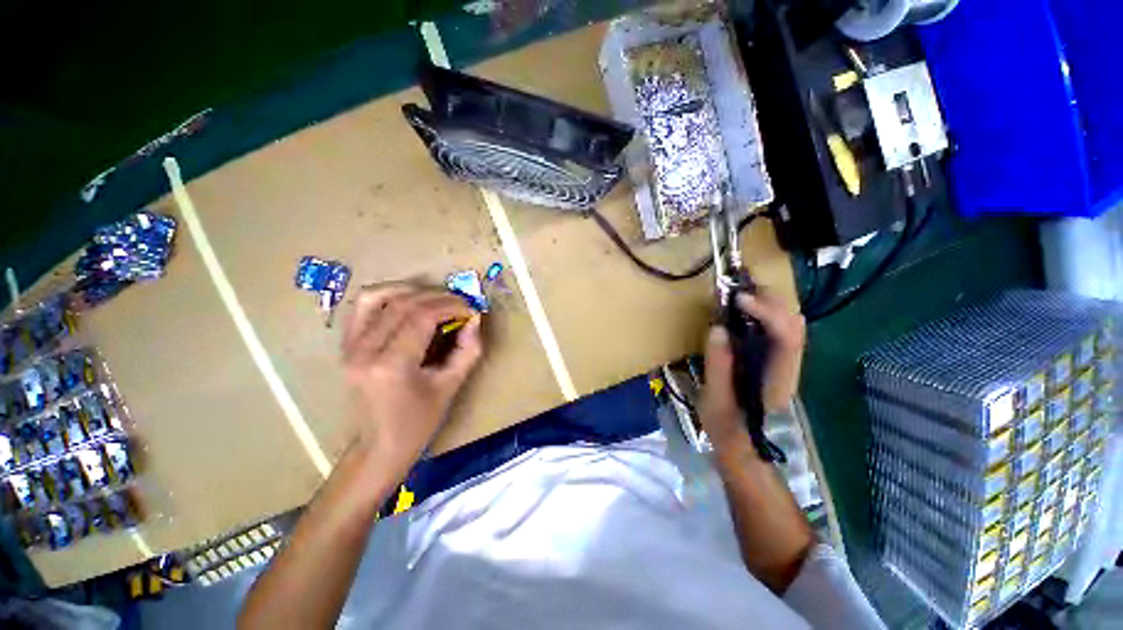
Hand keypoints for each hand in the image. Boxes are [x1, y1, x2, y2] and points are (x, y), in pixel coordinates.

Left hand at [342, 284, 483, 480]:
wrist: (378, 446)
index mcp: (391, 366)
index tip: (470, 309)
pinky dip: (386, 296)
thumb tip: (474, 319)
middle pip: (402, 304)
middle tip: (459, 303)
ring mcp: (349, 347)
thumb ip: (468, 350)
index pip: (421, 317)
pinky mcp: (345, 346)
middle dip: (437, 297)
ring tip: (433, 297)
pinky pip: (361, 307)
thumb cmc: (418, 423)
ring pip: (375, 297)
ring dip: (409, 290)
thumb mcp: (451, 386)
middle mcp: (364, 351)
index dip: (450, 306)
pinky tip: (407, 301)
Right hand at [700, 291, 805, 448]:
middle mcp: (788, 366)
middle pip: (794, 323)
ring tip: (739, 296)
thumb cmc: (729, 428)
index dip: (767, 312)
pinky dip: (764, 315)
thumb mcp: (716, 400)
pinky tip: (743, 313)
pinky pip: (778, 330)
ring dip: (768, 304)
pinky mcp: (775, 362)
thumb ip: (719, 366)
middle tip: (738, 289)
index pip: (787, 336)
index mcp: (777, 378)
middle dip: (770, 300)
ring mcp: (785, 363)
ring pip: (789, 324)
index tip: (738, 299)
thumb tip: (718, 329)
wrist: (745, 448)